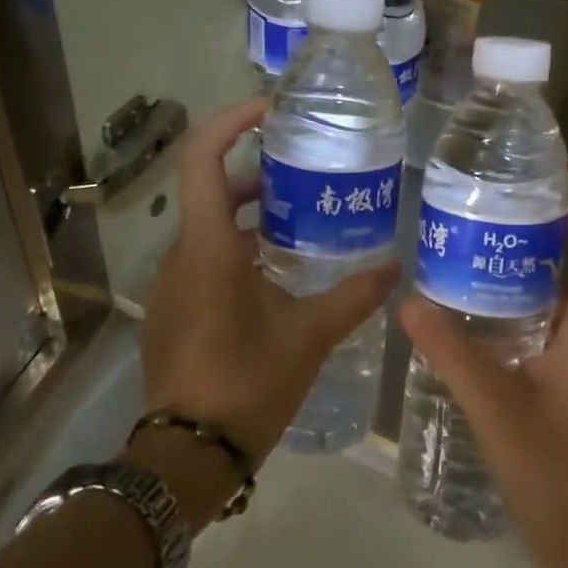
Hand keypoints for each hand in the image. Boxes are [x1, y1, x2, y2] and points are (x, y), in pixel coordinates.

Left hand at [132, 100, 397, 523]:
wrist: (186, 456)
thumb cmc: (245, 386)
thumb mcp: (307, 337)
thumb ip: (352, 297)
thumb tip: (394, 269)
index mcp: (208, 247)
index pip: (202, 157)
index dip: (232, 121)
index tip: (274, 111)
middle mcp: (182, 254)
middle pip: (212, 188)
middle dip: (258, 173)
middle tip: (309, 172)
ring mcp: (173, 283)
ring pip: (210, 226)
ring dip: (252, 215)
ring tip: (306, 219)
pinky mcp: (174, 308)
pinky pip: (206, 257)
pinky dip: (240, 247)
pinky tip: (281, 272)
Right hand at [398, 214, 567, 567]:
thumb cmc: (561, 477)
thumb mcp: (497, 411)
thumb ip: (453, 355)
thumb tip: (409, 303)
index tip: (540, 220)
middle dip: (531, 260)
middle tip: (474, 252)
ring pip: (564, 318)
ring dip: (522, 301)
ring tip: (464, 293)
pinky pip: (558, 350)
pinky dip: (523, 337)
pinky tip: (479, 353)